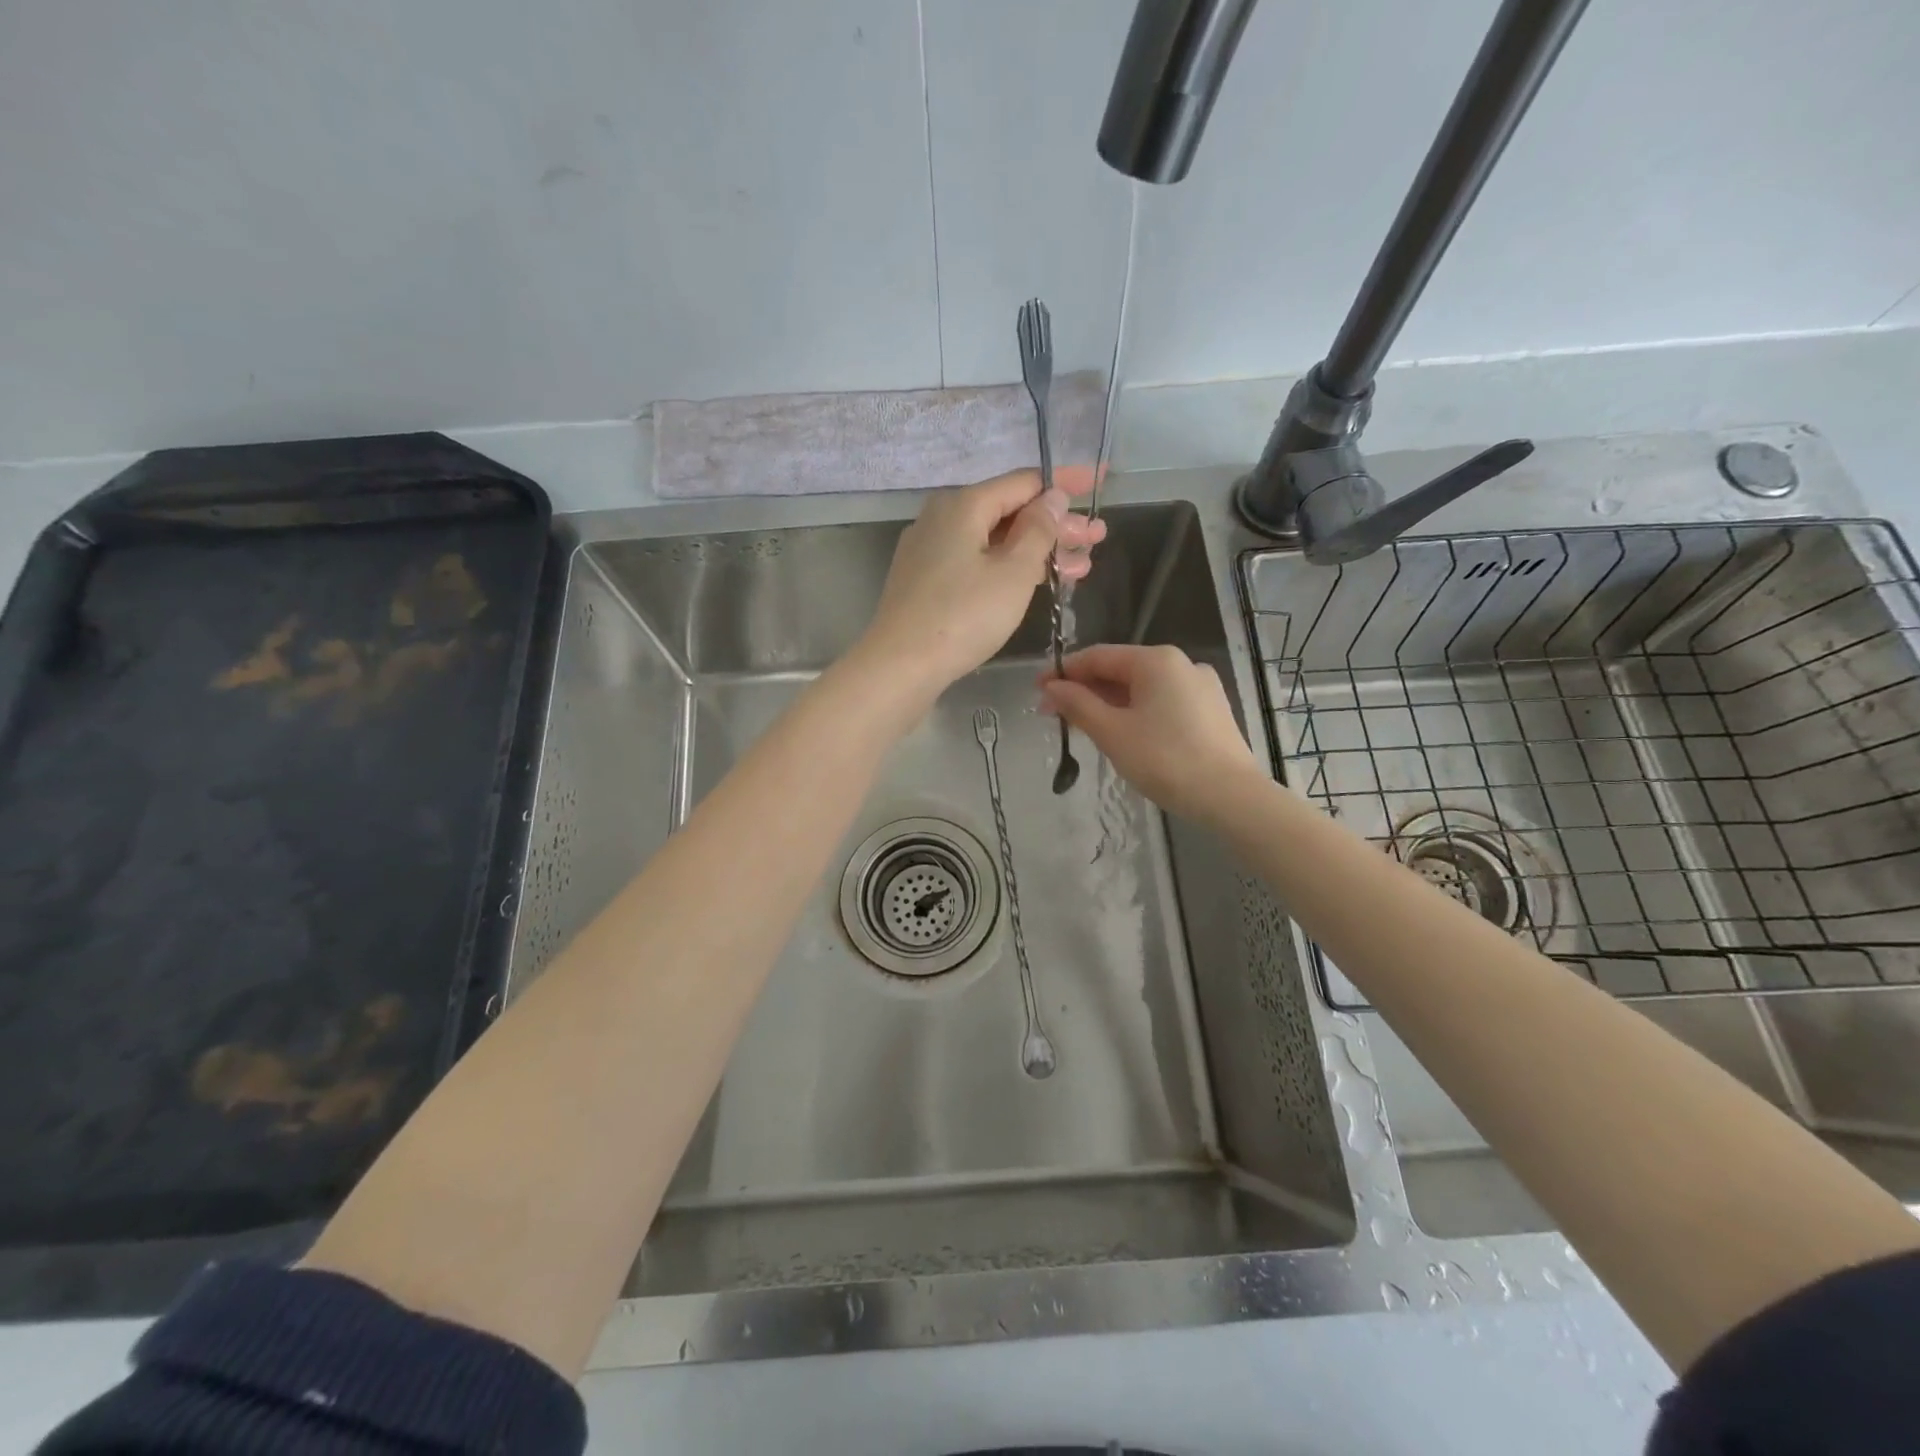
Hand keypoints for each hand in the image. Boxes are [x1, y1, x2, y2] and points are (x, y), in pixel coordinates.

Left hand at [857, 466, 1104, 691]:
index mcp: (963, 504)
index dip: (1066, 483)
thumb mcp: (1014, 572)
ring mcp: (931, 549)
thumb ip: (1038, 530)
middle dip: (1057, 524)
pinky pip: (977, 560)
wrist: (901, 666)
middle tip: (1097, 539)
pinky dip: (1009, 567)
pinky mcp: (926, 579)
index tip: (1100, 482)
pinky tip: (1038, 581)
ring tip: (1081, 566)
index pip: (1025, 481)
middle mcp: (942, 517)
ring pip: (994, 540)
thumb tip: (1051, 497)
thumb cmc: (963, 616)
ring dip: (1039, 550)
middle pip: (1009, 511)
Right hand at [1040, 644, 1262, 819]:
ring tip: (1082, 727)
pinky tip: (1121, 734)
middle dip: (1084, 690)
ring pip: (1141, 688)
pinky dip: (1135, 712)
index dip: (1064, 672)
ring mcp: (1200, 687)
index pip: (1098, 656)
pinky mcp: (1210, 711)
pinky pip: (1161, 702)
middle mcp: (1181, 664)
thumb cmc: (1165, 759)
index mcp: (1156, 660)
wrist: (1230, 797)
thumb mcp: (1112, 732)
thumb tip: (1051, 688)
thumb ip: (1078, 705)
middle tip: (1054, 715)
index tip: (1037, 691)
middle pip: (1120, 670)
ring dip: (1108, 704)